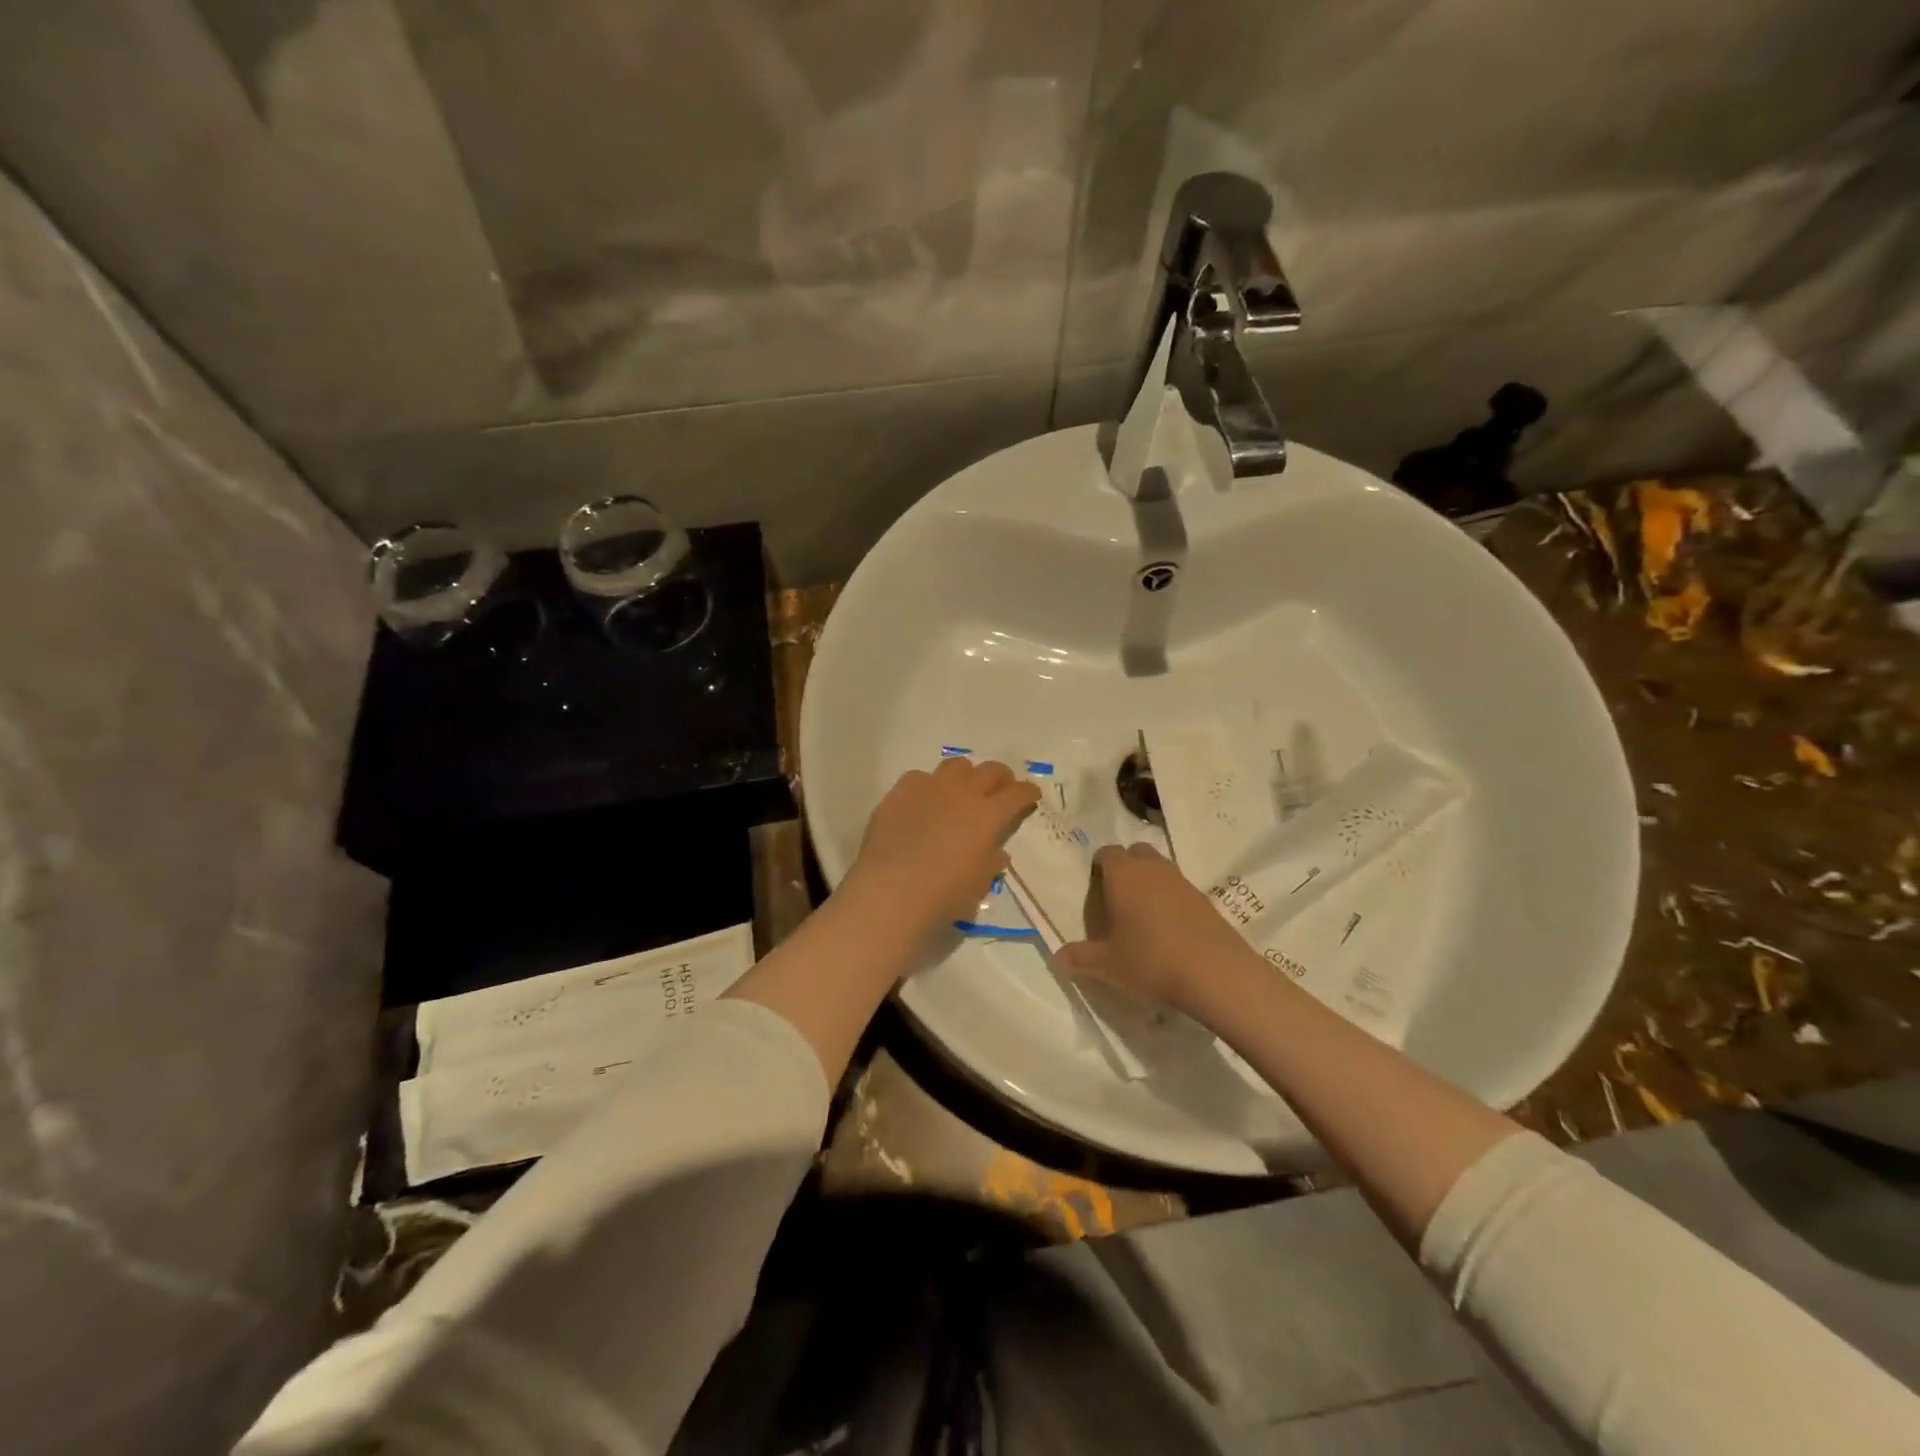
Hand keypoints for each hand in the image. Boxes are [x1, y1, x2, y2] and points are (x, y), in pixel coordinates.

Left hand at [841, 758, 1040, 934]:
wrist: (892, 890)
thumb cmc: (944, 895)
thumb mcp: (978, 884)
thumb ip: (990, 863)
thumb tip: (996, 853)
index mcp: (989, 815)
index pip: (1017, 794)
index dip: (1027, 792)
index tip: (1031, 793)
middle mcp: (963, 793)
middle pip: (990, 770)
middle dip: (1001, 777)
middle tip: (1001, 788)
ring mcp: (930, 787)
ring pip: (956, 766)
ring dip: (966, 775)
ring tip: (962, 789)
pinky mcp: (900, 791)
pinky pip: (920, 777)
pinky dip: (928, 786)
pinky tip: (923, 802)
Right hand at [1057, 842, 1260, 1016]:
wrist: (1216, 974)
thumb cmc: (1151, 961)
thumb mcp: (1108, 965)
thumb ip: (1080, 958)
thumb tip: (1058, 957)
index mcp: (1123, 874)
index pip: (1106, 853)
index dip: (1098, 867)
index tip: (1094, 890)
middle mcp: (1152, 868)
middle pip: (1135, 853)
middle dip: (1125, 868)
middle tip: (1117, 899)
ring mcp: (1182, 881)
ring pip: (1160, 869)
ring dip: (1150, 883)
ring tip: (1142, 915)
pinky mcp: (1205, 899)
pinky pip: (1179, 889)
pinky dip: (1171, 900)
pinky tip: (1169, 930)